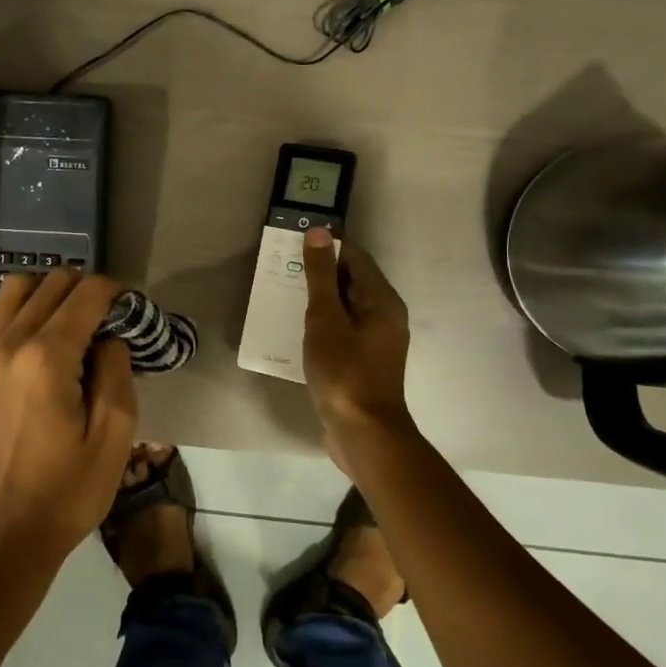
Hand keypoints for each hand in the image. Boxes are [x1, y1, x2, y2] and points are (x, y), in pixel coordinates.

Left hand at [0, 270, 137, 592]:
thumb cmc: (64, 494)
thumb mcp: (113, 439)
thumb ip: (117, 373)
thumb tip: (109, 339)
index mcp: (48, 358)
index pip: (86, 294)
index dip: (115, 292)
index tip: (131, 309)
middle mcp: (10, 343)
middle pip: (52, 283)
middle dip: (86, 291)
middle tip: (108, 321)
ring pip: (15, 289)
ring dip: (47, 294)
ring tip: (69, 325)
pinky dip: (10, 311)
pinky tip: (29, 339)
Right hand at [301, 226, 414, 473]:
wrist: (362, 433)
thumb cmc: (344, 372)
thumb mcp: (326, 319)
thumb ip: (320, 276)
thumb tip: (319, 232)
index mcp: (382, 301)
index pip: (355, 258)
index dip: (326, 248)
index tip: (293, 247)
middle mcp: (384, 316)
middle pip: (350, 281)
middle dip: (318, 274)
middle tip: (281, 270)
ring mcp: (374, 341)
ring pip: (344, 307)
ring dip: (317, 300)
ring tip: (282, 296)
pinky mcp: (362, 362)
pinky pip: (341, 330)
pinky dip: (321, 324)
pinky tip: (296, 329)